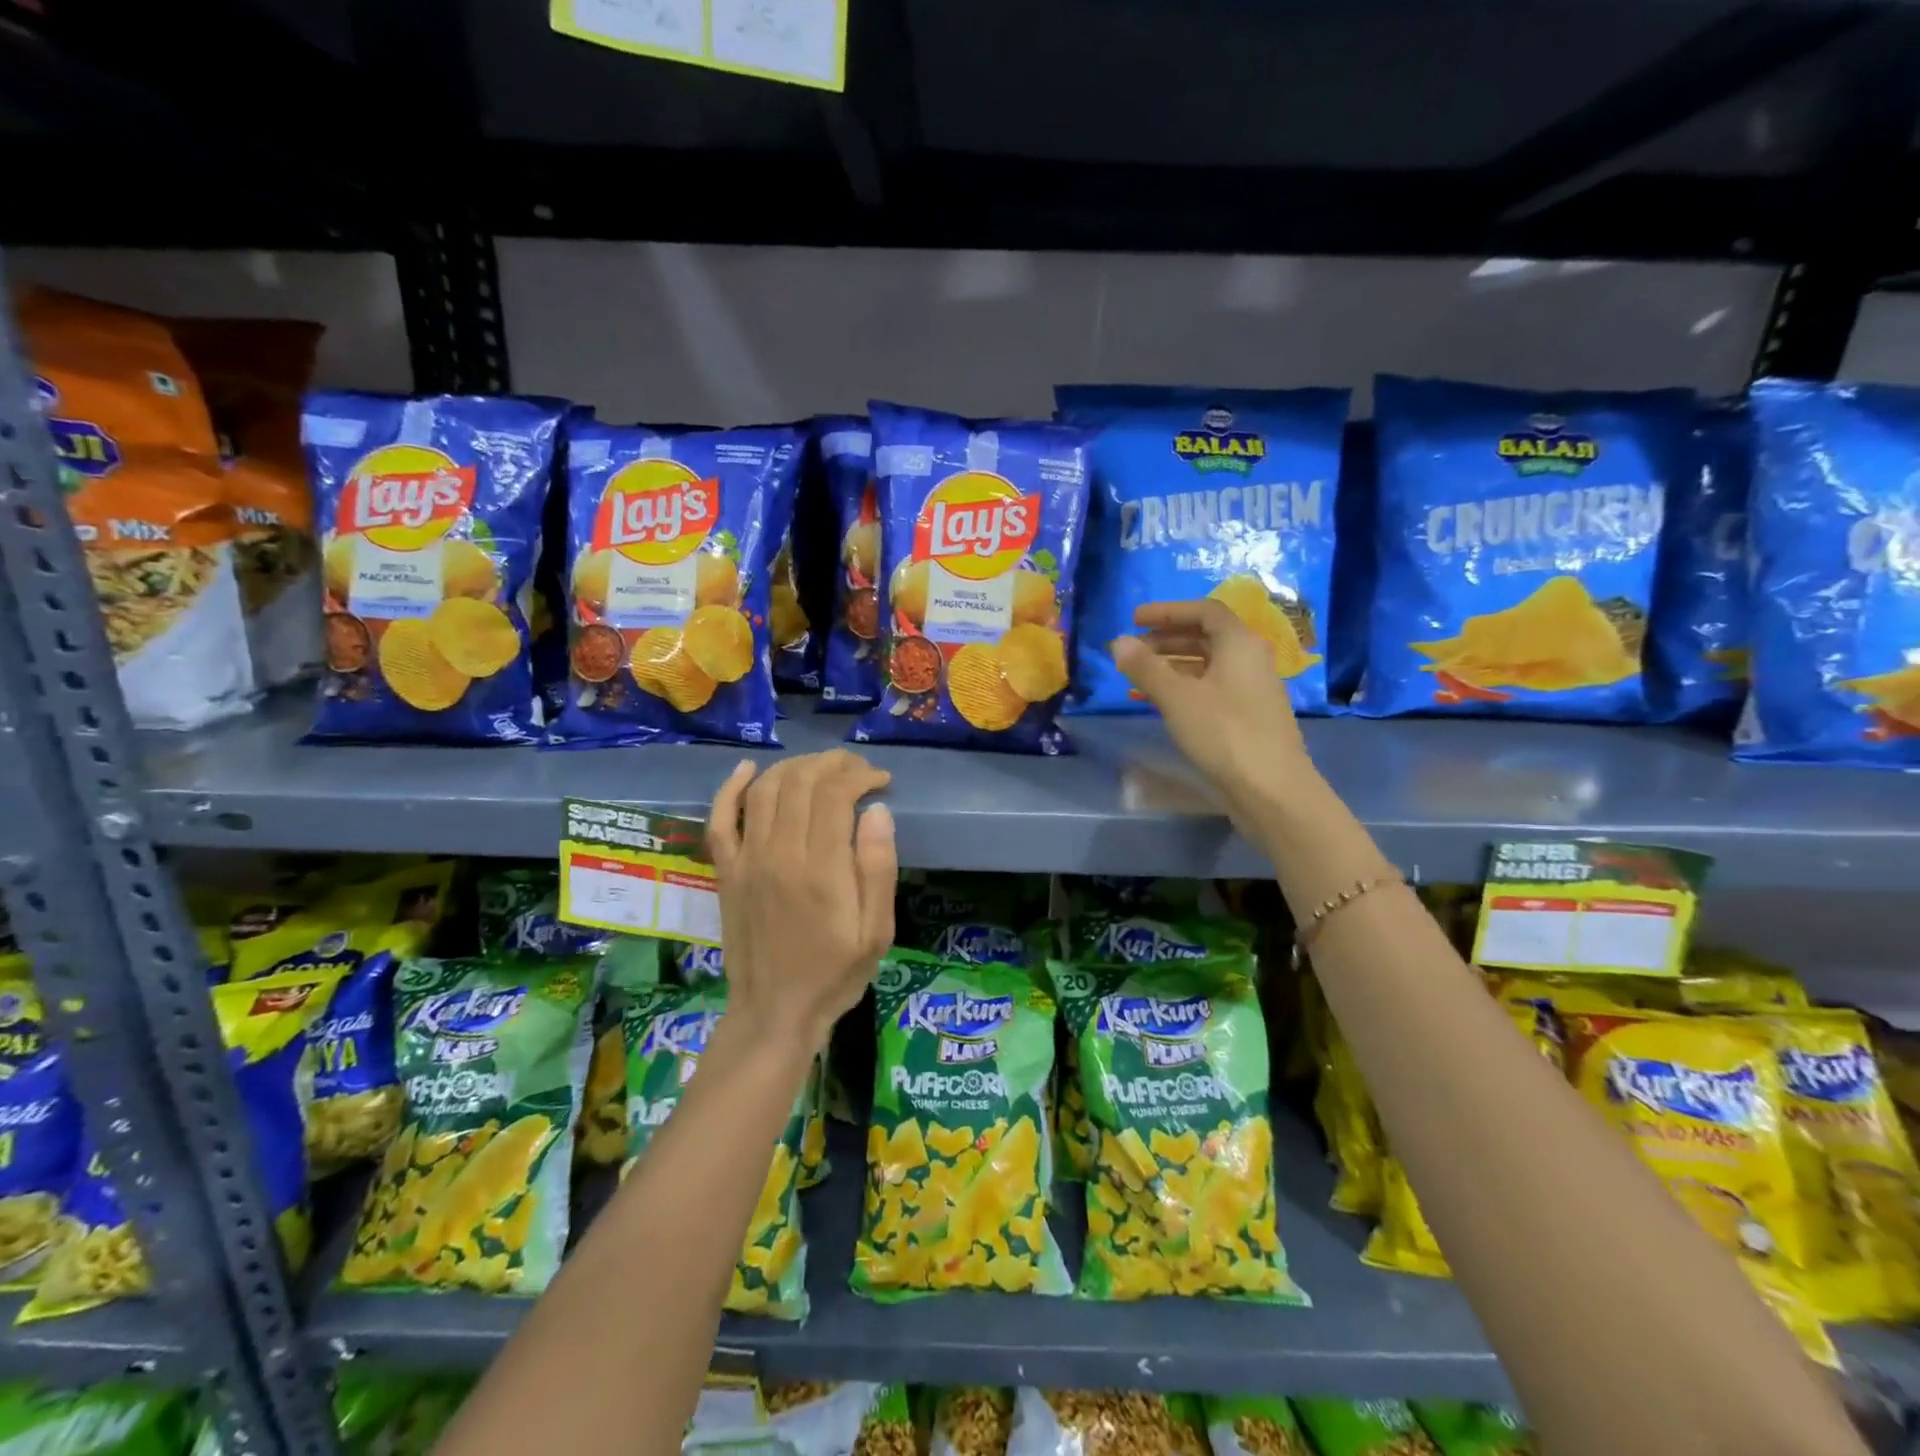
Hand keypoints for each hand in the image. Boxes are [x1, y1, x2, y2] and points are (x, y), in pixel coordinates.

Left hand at [707, 750, 896, 1053]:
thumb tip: (877, 810)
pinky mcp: (726, 870)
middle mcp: (779, 854)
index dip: (860, 775)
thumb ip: (878, 868)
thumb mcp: (876, 932)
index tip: (881, 781)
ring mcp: (746, 860)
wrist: (773, 1013)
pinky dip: (732, 788)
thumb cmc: (834, 974)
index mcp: (820, 870)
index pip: (834, 794)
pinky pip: (720, 818)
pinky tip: (748, 769)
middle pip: (800, 781)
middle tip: (857, 770)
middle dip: (832, 764)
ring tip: (822, 769)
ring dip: (795, 767)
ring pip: (765, 789)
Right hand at [1111, 599, 1318, 823]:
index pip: (1204, 611)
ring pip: (1209, 664)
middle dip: (1167, 638)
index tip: (1135, 619)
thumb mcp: (1177, 698)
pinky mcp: (1249, 715)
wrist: (1272, 789)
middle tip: (1133, 648)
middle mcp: (1250, 659)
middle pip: (1206, 636)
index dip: (1167, 611)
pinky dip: (1186, 686)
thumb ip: (1146, 667)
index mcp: (1239, 643)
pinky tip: (1163, 702)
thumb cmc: (1224, 733)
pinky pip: (1213, 687)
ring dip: (1174, 663)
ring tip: (1141, 675)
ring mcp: (1252, 688)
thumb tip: (1118, 641)